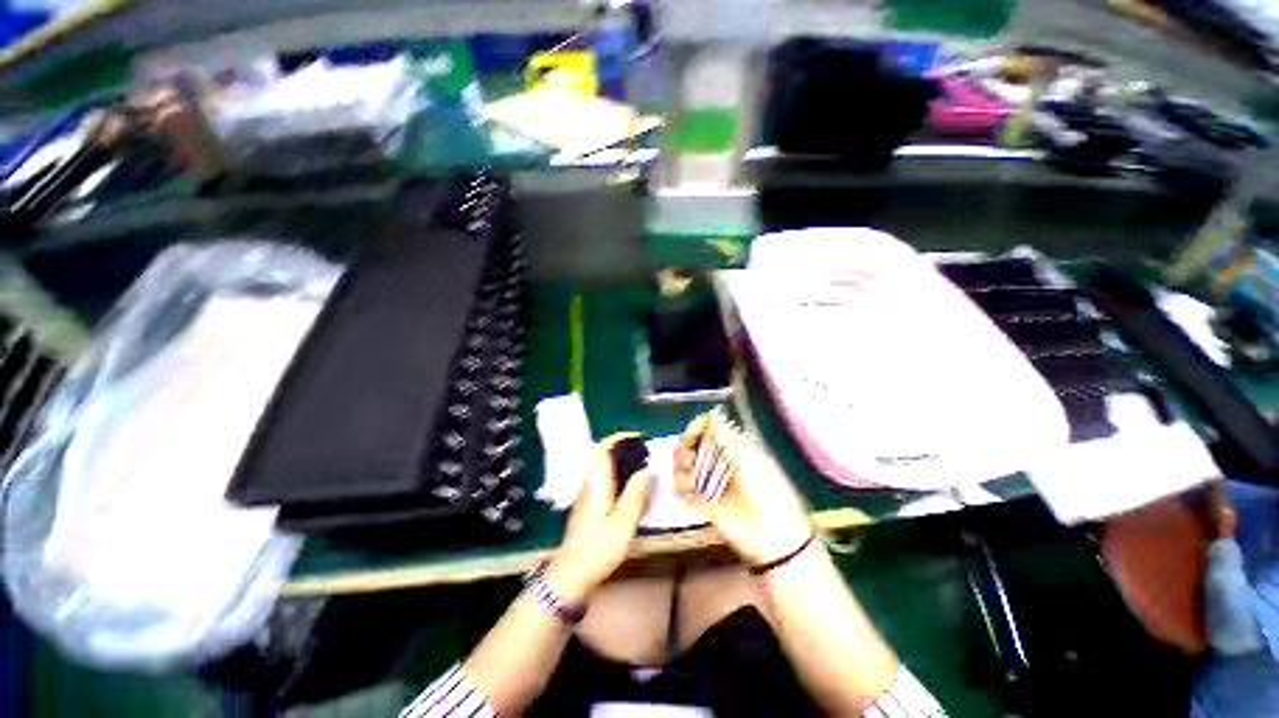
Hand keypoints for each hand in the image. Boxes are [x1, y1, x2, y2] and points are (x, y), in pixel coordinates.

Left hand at [548, 433, 652, 601]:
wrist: (571, 575)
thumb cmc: (598, 549)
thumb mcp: (623, 523)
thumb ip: (635, 494)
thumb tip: (647, 469)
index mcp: (597, 483)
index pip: (604, 448)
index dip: (620, 438)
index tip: (640, 437)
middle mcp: (590, 483)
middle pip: (605, 455)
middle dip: (626, 448)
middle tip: (648, 453)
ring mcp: (587, 494)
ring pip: (605, 468)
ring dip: (623, 461)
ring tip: (644, 466)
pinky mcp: (589, 504)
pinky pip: (605, 479)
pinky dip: (619, 475)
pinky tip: (632, 487)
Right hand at [674, 412, 811, 564]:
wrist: (771, 536)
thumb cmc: (767, 492)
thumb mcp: (749, 460)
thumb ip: (727, 437)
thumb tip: (713, 414)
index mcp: (731, 446)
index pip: (707, 427)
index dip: (695, 428)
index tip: (689, 436)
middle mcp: (717, 460)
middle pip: (689, 444)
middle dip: (684, 449)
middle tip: (687, 459)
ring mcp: (708, 479)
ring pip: (682, 464)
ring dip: (682, 470)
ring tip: (693, 480)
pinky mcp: (701, 500)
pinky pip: (681, 487)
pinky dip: (682, 487)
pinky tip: (692, 494)